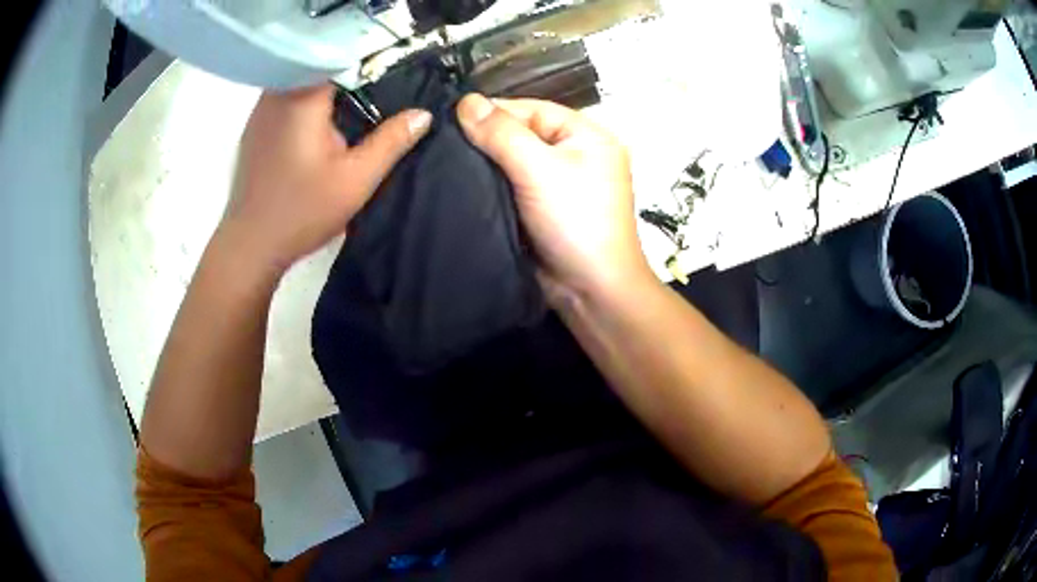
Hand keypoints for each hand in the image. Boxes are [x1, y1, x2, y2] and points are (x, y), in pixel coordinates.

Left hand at [220, 84, 431, 274]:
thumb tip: (423, 114)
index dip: (371, 63)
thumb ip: (391, 142)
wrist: (250, 245)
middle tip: (377, 98)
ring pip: (302, 84)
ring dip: (327, 93)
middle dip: (350, 79)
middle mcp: (277, 94)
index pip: (342, 57)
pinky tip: (319, 130)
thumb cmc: (302, 211)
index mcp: (303, 97)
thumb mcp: (356, 179)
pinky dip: (307, 106)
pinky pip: (287, 101)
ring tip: (353, 112)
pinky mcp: (254, 128)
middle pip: (321, 68)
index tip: (392, 77)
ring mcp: (260, 111)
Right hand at [457, 94, 652, 302]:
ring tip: (443, 161)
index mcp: (586, 135)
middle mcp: (574, 153)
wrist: (591, 290)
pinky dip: (490, 184)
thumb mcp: (539, 170)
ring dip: (484, 163)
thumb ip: (502, 134)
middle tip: (440, 142)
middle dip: (485, 138)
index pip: (531, 110)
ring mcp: (559, 182)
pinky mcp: (543, 208)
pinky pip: (512, 185)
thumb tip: (466, 100)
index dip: (492, 112)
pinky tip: (460, 183)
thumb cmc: (574, 222)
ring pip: (513, 161)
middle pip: (521, 133)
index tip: (448, 117)